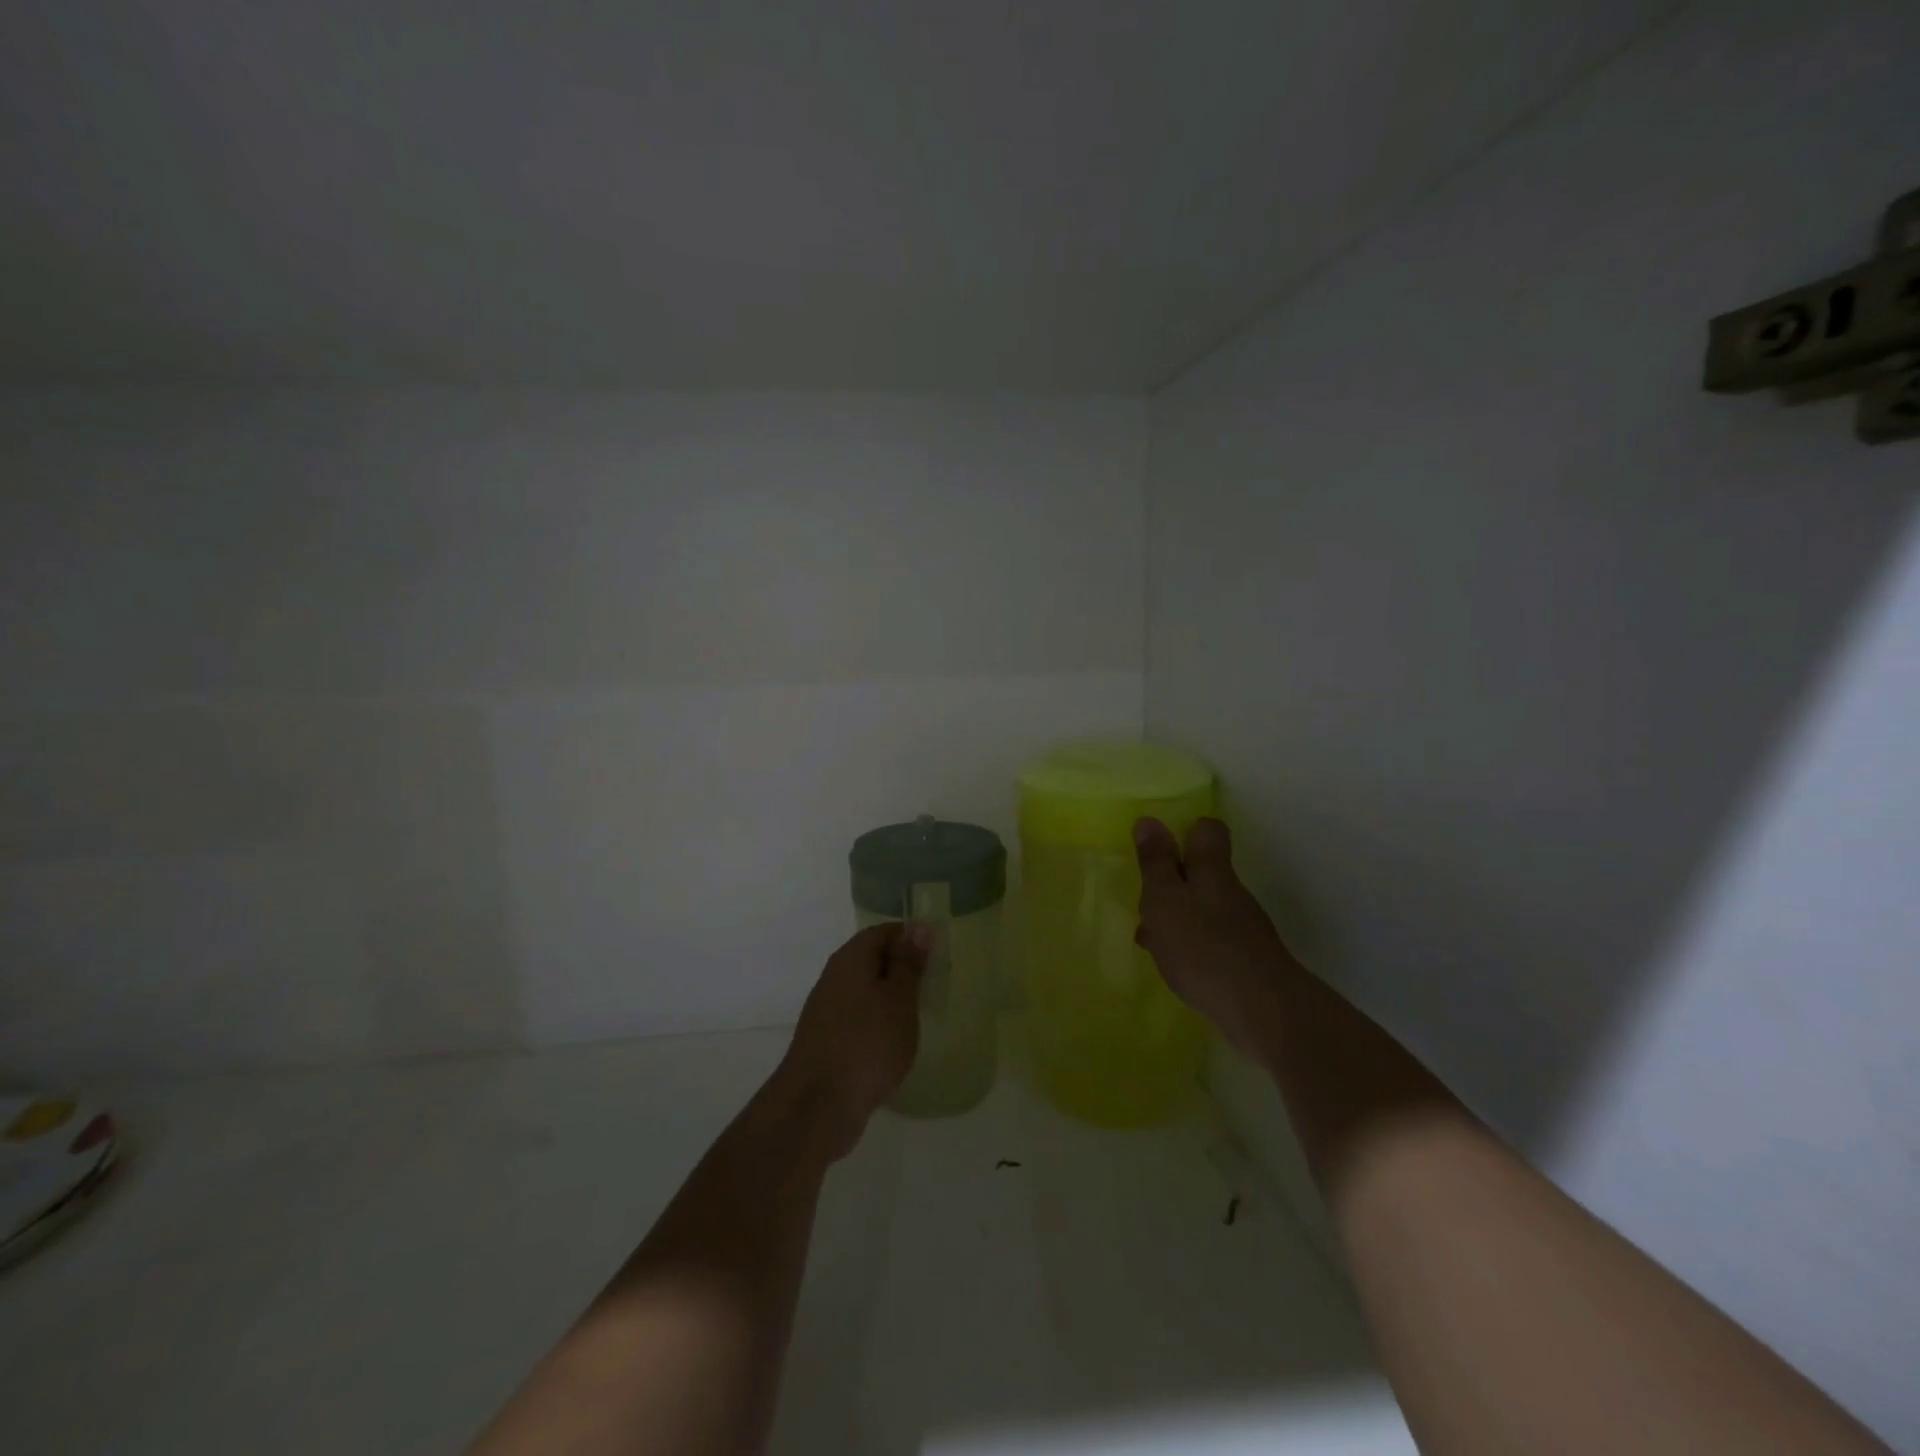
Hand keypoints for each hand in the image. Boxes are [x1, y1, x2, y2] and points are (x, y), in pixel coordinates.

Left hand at [770, 922, 929, 1158]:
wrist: (818, 1105)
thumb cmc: (867, 1042)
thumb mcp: (899, 999)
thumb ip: (908, 963)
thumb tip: (917, 927)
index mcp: (850, 959)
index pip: (882, 932)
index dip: (909, 937)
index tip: (936, 953)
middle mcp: (833, 978)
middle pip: (870, 960)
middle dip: (901, 969)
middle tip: (932, 984)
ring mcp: (826, 1011)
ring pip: (864, 991)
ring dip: (889, 999)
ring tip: (918, 1015)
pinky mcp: (825, 1041)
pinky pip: (857, 1019)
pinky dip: (877, 1024)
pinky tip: (893, 1043)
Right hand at [1134, 816, 1296, 1059]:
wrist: (1260, 1009)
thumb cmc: (1202, 945)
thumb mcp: (1164, 899)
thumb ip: (1155, 862)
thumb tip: (1149, 820)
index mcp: (1210, 870)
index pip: (1207, 831)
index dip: (1186, 833)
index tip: (1161, 850)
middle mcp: (1230, 892)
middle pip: (1201, 872)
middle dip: (1170, 884)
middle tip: (1145, 904)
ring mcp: (1241, 926)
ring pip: (1201, 907)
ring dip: (1175, 919)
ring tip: (1150, 942)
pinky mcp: (1245, 958)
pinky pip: (1209, 939)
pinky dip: (1189, 946)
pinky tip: (1174, 966)